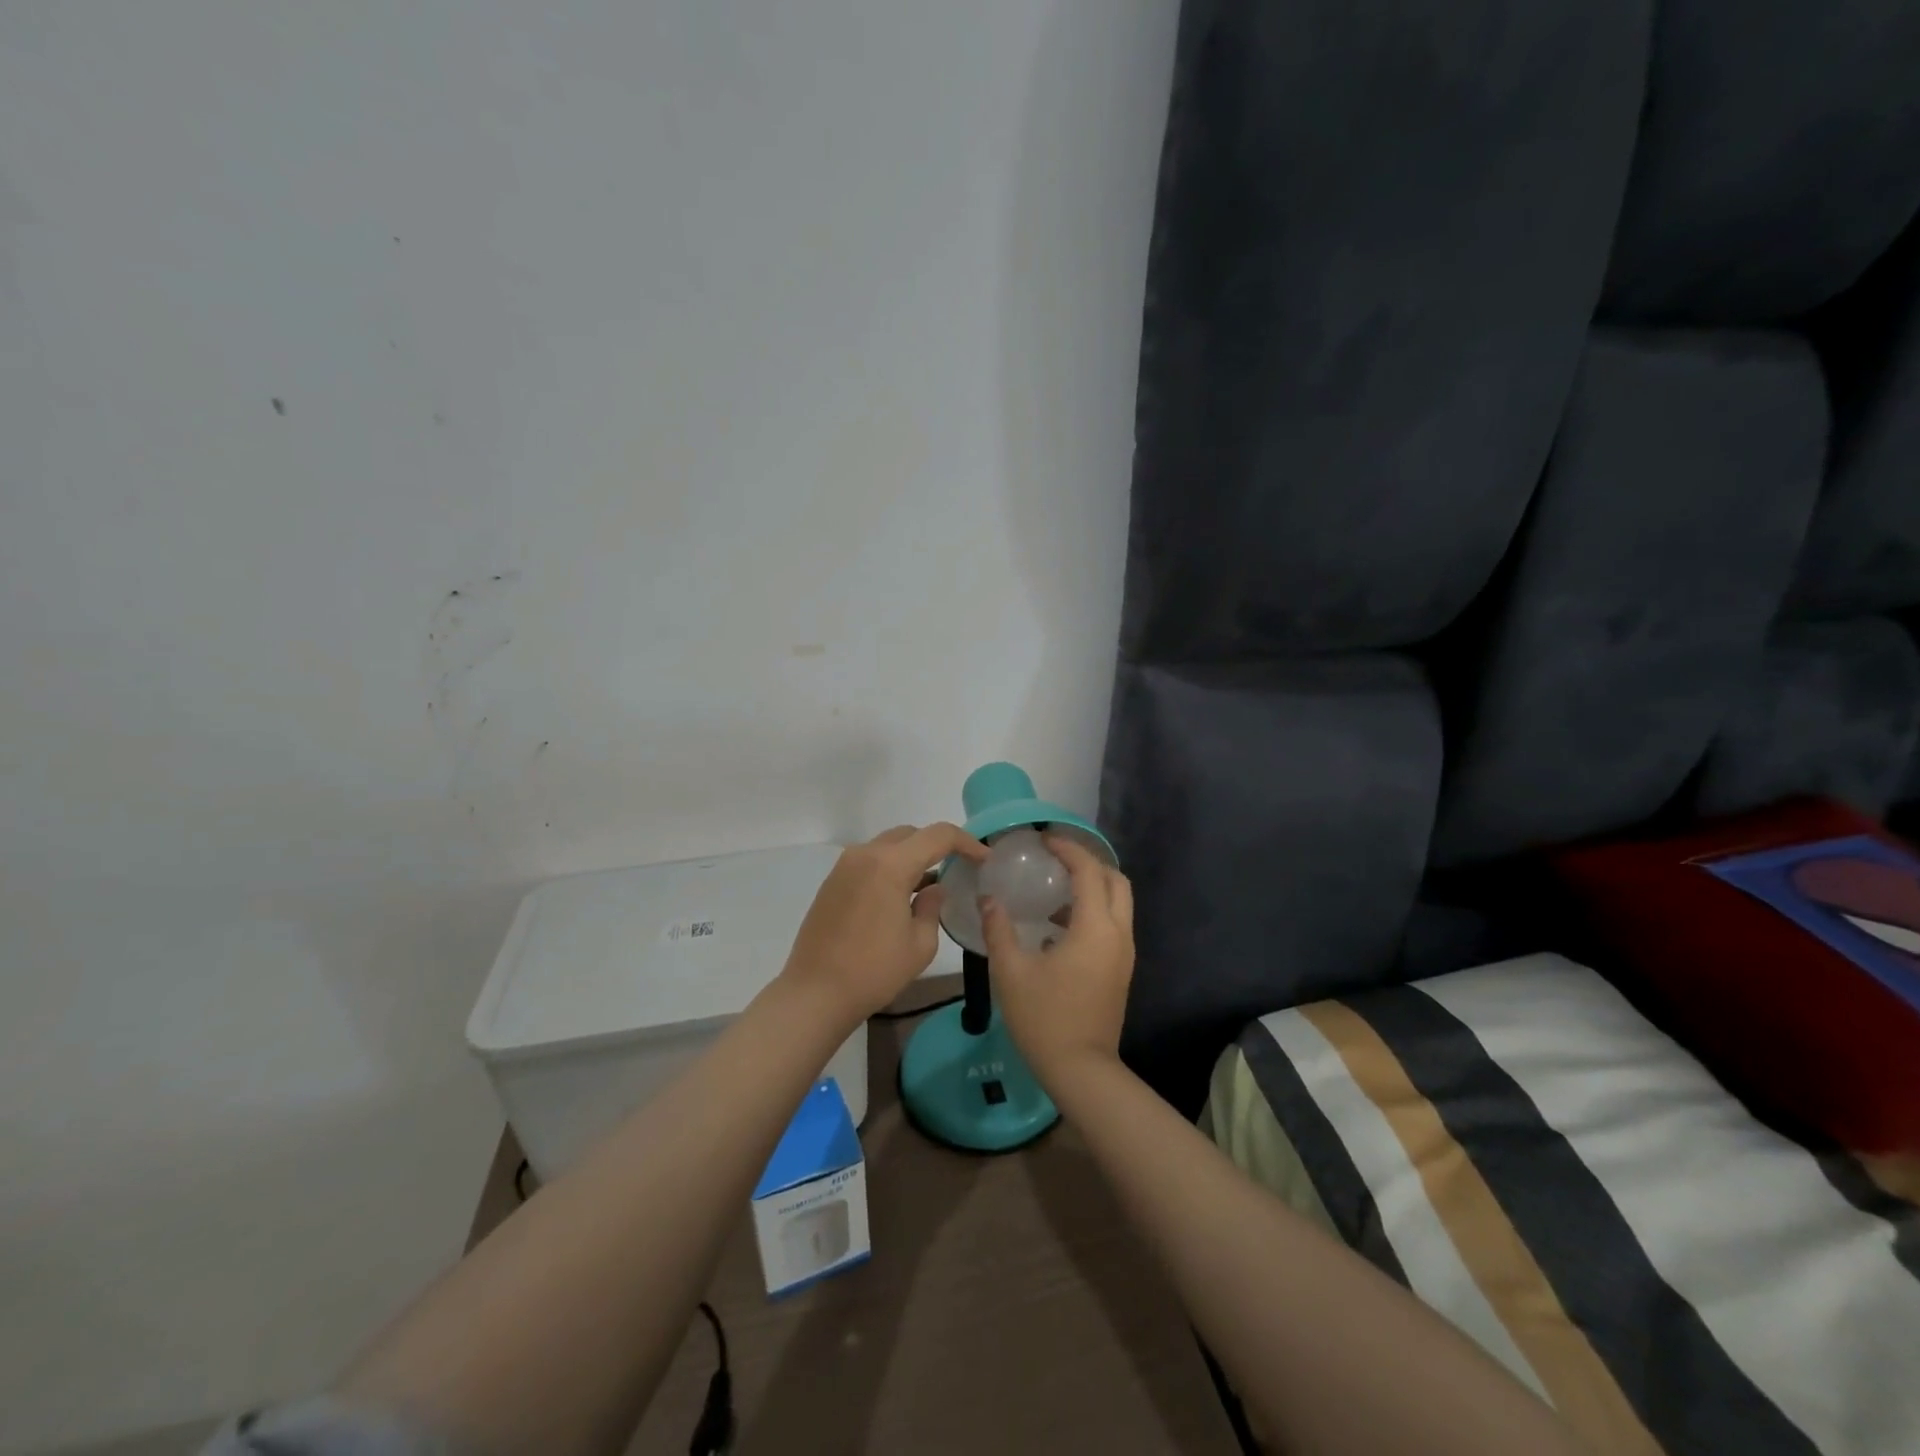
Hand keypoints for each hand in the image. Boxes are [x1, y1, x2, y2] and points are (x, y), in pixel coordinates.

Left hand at [782, 823, 986, 1022]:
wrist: (815, 993)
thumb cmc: (874, 970)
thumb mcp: (920, 944)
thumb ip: (932, 907)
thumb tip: (932, 889)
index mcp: (890, 864)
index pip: (938, 836)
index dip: (966, 842)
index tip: (984, 859)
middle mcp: (865, 854)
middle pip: (910, 834)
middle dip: (937, 846)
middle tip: (958, 868)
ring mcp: (844, 866)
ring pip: (888, 846)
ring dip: (911, 856)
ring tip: (930, 884)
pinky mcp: (832, 882)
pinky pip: (869, 861)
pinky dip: (890, 867)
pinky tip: (900, 895)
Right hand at [981, 833, 1134, 1087]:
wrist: (1081, 1070)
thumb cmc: (1044, 1018)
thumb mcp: (1011, 971)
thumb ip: (999, 929)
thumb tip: (989, 899)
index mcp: (1094, 928)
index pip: (1089, 871)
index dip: (1068, 849)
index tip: (1044, 840)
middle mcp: (1118, 934)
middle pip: (1116, 881)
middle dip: (1089, 863)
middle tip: (1056, 860)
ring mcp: (1124, 954)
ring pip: (1119, 903)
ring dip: (1093, 887)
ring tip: (1054, 889)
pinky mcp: (1121, 971)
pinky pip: (1113, 925)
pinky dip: (1093, 911)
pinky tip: (1059, 926)